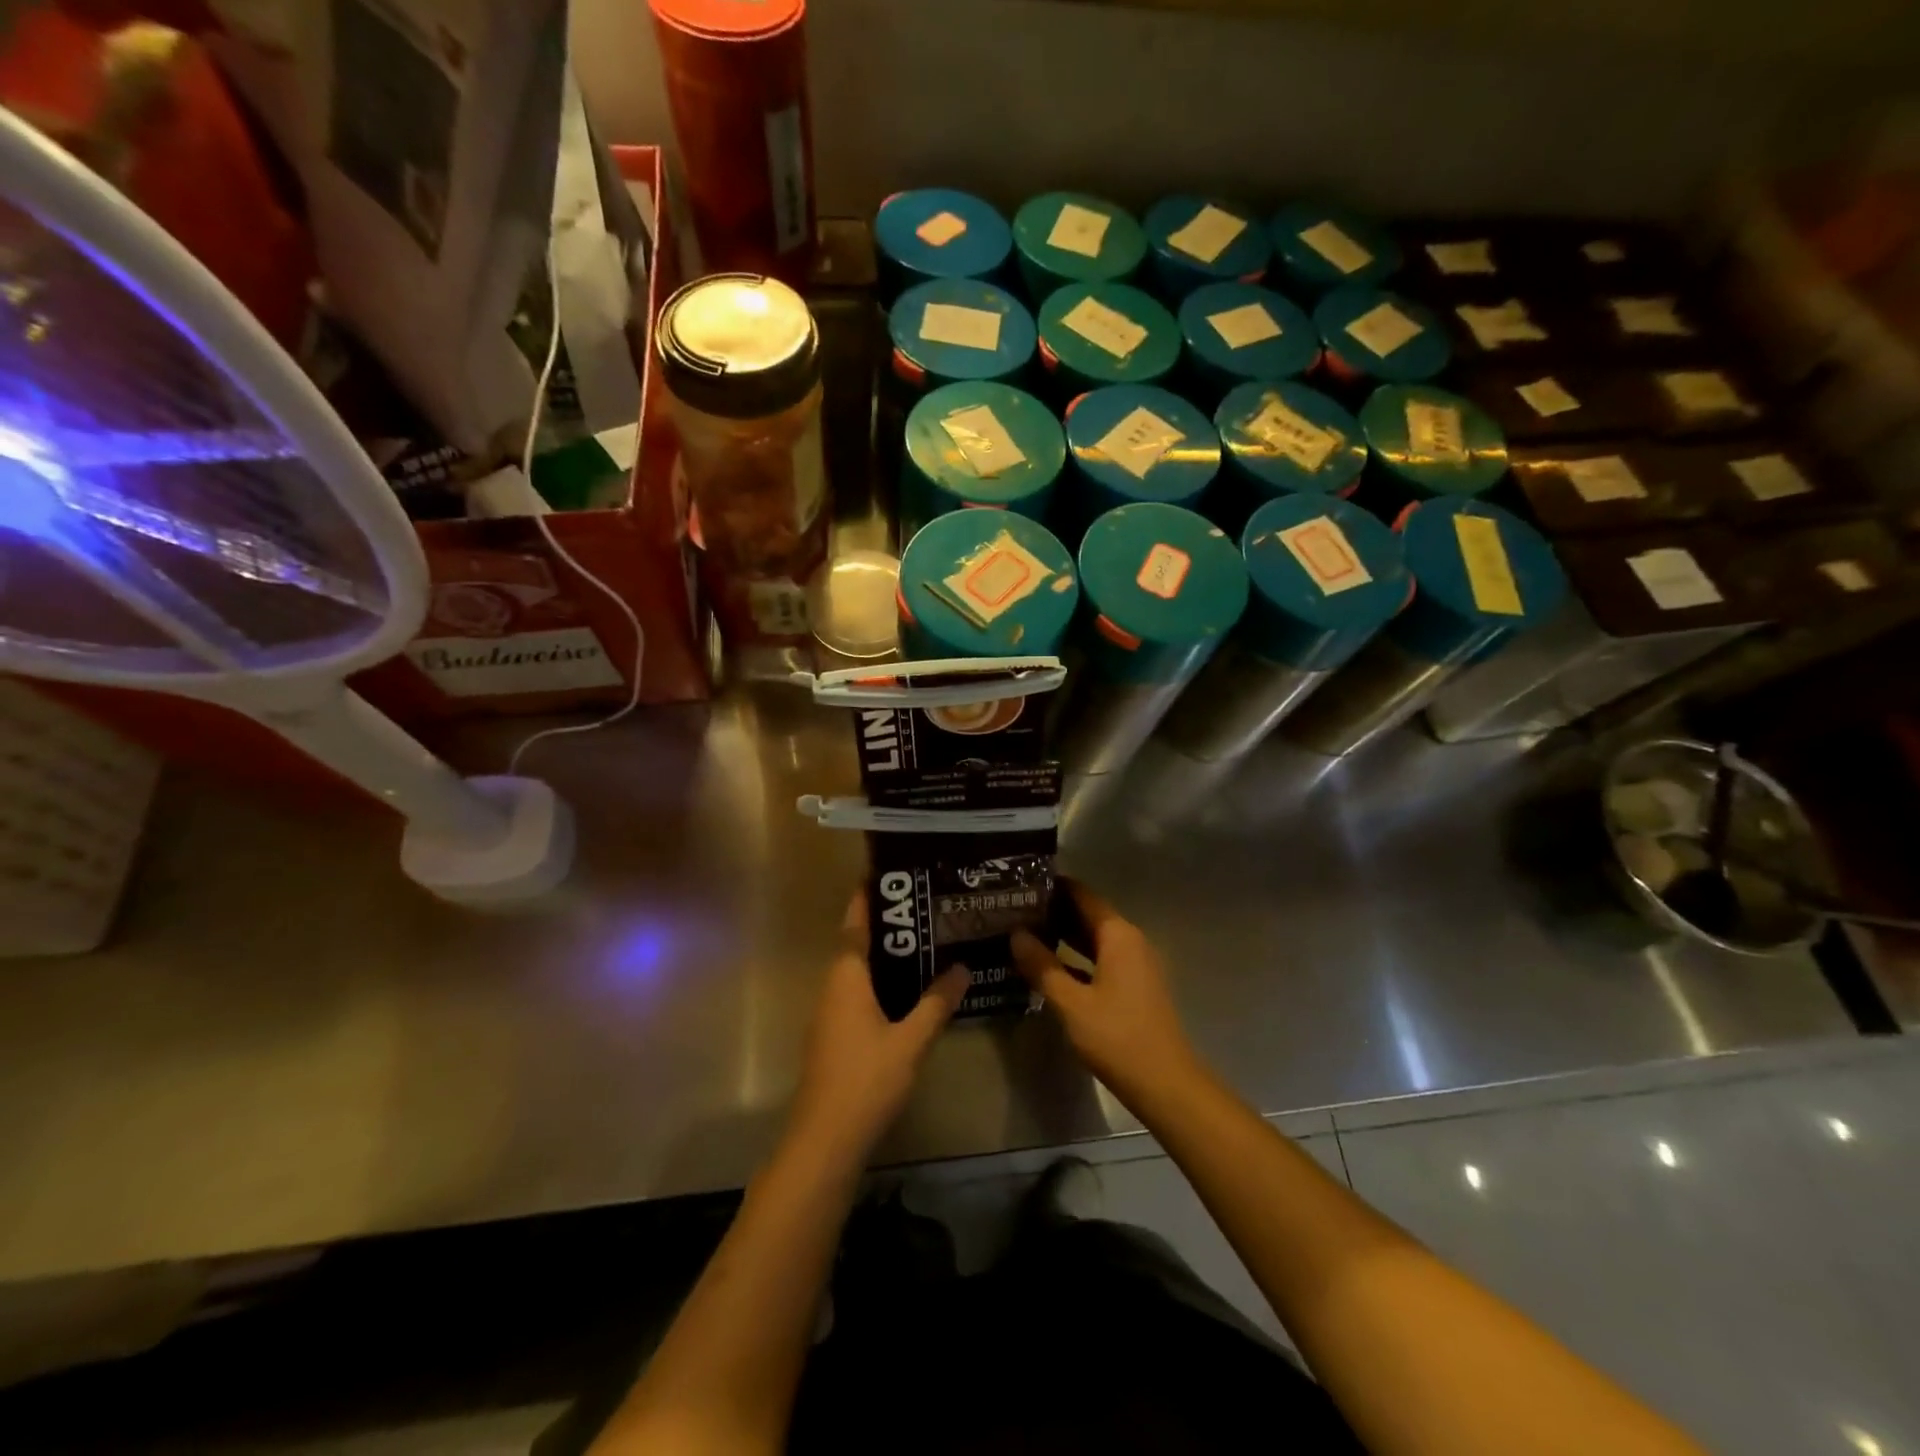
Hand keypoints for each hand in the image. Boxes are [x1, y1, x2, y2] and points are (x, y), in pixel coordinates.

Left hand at [787, 891, 967, 1166]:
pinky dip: (881, 981)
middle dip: (886, 924)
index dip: (867, 898)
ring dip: (885, 955)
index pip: (855, 925)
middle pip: (857, 944)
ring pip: (858, 971)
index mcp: (846, 978)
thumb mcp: (911, 1040)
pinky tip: (909, 990)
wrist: (825, 1140)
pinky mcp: (835, 1036)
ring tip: (924, 941)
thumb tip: (962, 967)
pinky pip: (858, 993)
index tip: (887, 873)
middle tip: (923, 905)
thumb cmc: (866, 1080)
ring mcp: (831, 1014)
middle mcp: (833, 987)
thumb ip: (936, 1003)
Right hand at [1011, 881, 1201, 1110]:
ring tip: (1024, 934)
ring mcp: (1135, 964)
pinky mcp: (1135, 986)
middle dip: (1053, 911)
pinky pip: (1101, 959)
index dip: (1052, 887)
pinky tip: (1049, 967)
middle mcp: (1130, 941)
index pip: (1082, 894)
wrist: (1165, 1084)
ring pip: (1094, 939)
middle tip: (1013, 910)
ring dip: (1063, 936)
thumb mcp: (1071, 1002)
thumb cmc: (1117, 1037)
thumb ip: (1042, 966)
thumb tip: (1015, 934)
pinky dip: (1076, 958)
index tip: (1020, 884)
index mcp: (1118, 935)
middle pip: (1088, 914)